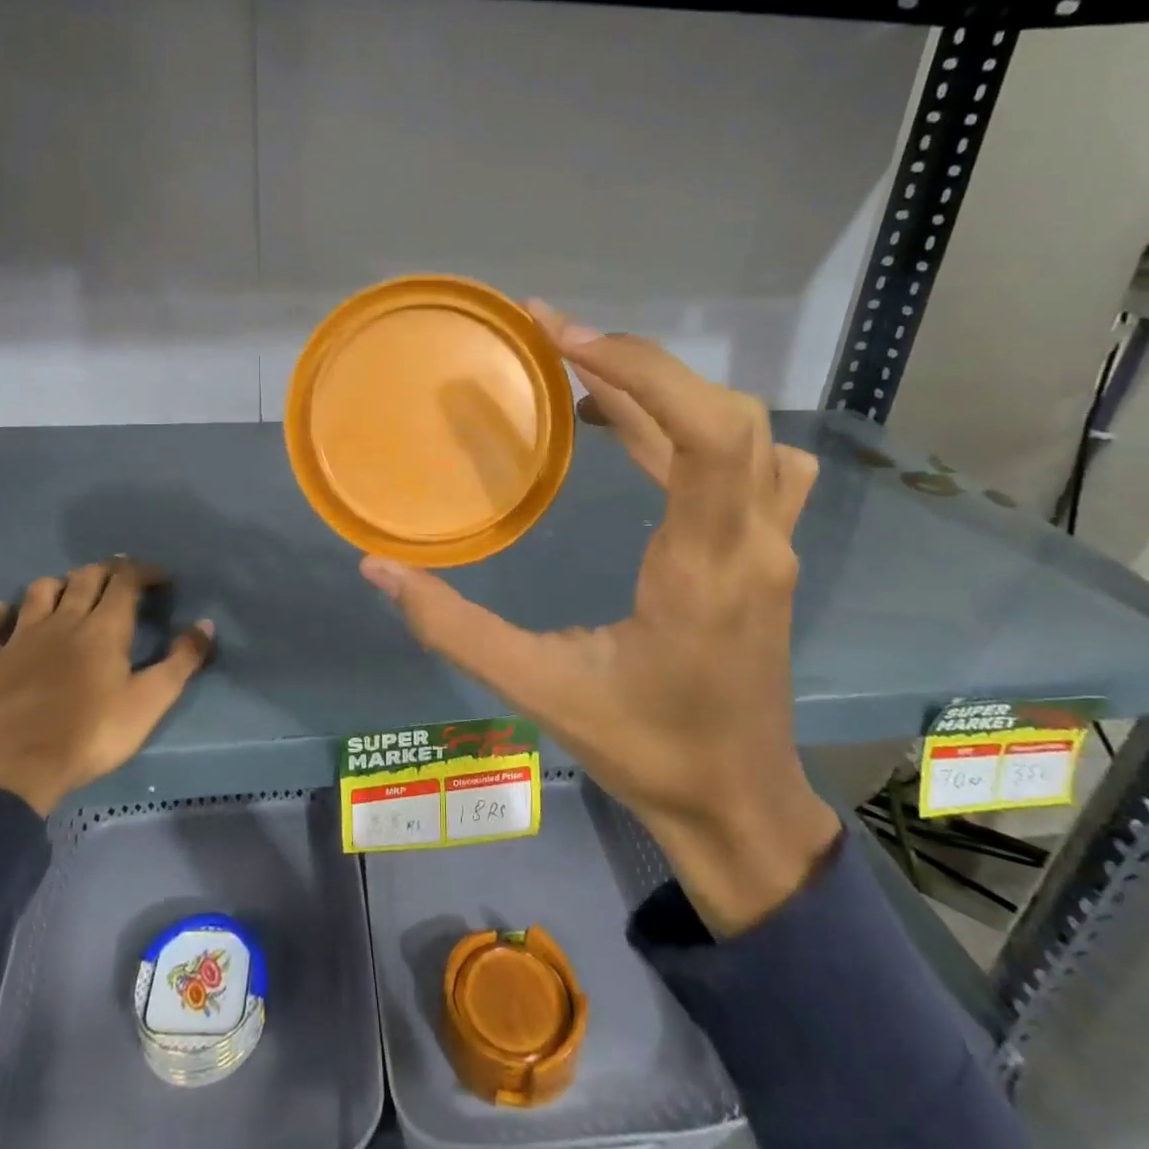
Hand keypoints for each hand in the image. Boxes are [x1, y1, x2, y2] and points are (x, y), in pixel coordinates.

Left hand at [0, 559, 214, 816]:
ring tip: (66, 594)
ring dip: (56, 586)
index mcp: (104, 627)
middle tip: (118, 581)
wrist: (11, 769)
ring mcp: (18, 638)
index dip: (144, 572)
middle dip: (105, 572)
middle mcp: (62, 620)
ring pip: (37, 592)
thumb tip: (206, 624)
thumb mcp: (150, 702)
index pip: (126, 580)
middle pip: (84, 578)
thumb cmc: (90, 734)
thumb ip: (182, 661)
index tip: (160, 578)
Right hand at [361, 303, 839, 934]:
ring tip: (587, 381)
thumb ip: (454, 629)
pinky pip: (748, 462)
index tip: (563, 340)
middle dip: (641, 365)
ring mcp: (771, 546)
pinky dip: (694, 425)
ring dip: (669, 393)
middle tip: (556, 341)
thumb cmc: (646, 750)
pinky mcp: (766, 553)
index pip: (705, 435)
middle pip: (727, 416)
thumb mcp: (539, 691)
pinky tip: (640, 435)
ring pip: (746, 433)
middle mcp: (752, 544)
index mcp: (702, 569)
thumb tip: (377, 569)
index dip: (640, 370)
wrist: (739, 808)